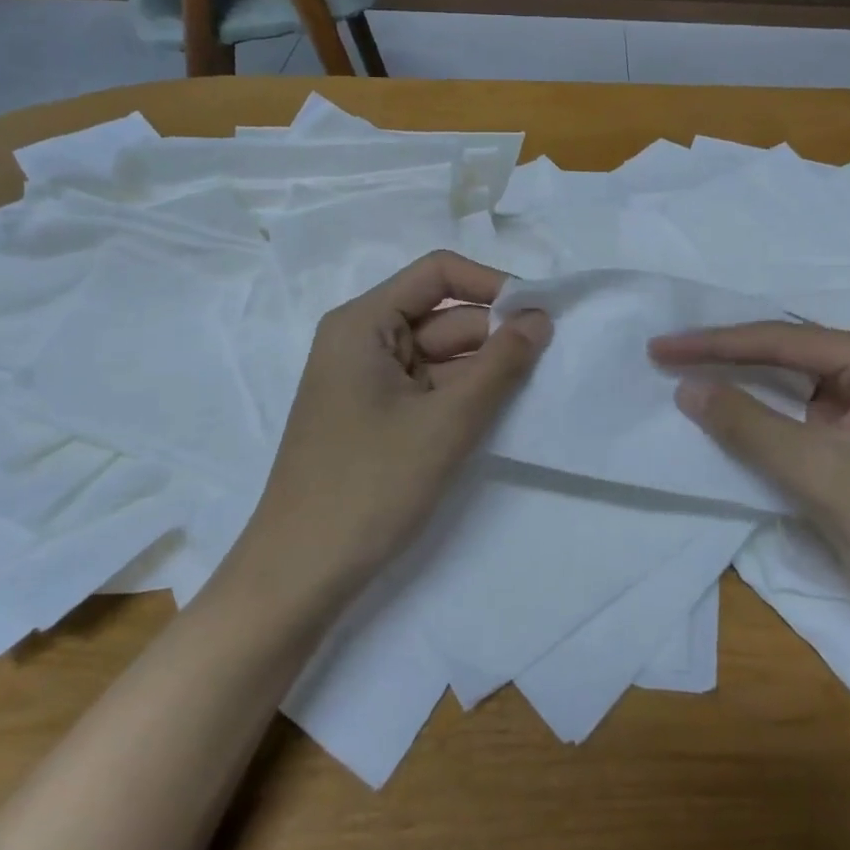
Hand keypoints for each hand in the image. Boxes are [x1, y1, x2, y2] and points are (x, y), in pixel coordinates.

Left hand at [226, 251, 550, 614]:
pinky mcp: (375, 417)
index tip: (539, 316)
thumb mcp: (446, 422)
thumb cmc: (369, 486)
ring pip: (441, 356)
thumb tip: (540, 318)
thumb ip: (500, 364)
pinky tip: (497, 415)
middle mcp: (362, 341)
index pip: (438, 273)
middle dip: (494, 336)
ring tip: (531, 392)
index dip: (492, 284)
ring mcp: (367, 381)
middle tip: (550, 363)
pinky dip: (462, 397)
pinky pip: (429, 388)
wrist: (299, 576)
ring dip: (483, 370)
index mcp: (363, 323)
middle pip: (443, 316)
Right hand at [649, 323, 849, 626]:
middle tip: (668, 354)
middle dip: (728, 354)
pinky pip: (802, 410)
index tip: (663, 348)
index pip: (783, 342)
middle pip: (788, 353)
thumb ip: (748, 424)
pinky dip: (764, 411)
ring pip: (793, 381)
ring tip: (687, 370)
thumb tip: (685, 388)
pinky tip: (730, 407)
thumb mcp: (816, 471)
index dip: (717, 344)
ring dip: (743, 380)